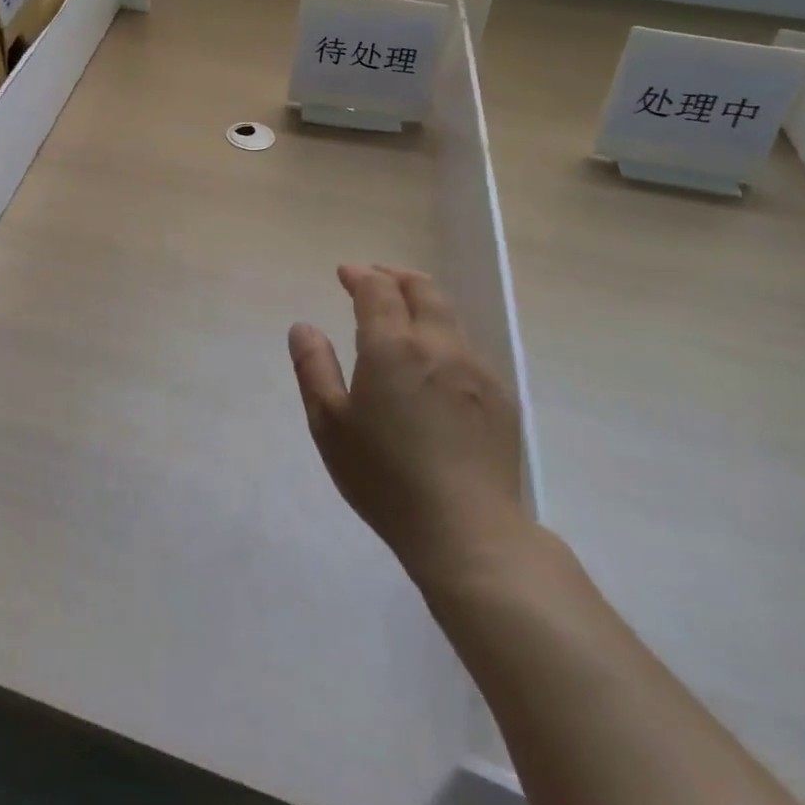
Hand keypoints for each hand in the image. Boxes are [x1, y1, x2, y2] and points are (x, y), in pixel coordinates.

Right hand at [289, 265, 530, 586]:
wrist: (468, 531)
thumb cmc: (385, 478)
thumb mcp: (330, 425)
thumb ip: (313, 368)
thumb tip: (303, 326)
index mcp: (393, 347)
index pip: (377, 290)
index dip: (360, 275)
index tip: (345, 273)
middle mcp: (439, 345)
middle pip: (423, 289)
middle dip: (395, 276)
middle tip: (375, 278)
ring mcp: (476, 369)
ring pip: (450, 316)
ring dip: (422, 302)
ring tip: (403, 313)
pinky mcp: (501, 396)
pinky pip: (468, 348)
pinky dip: (445, 335)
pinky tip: (434, 362)